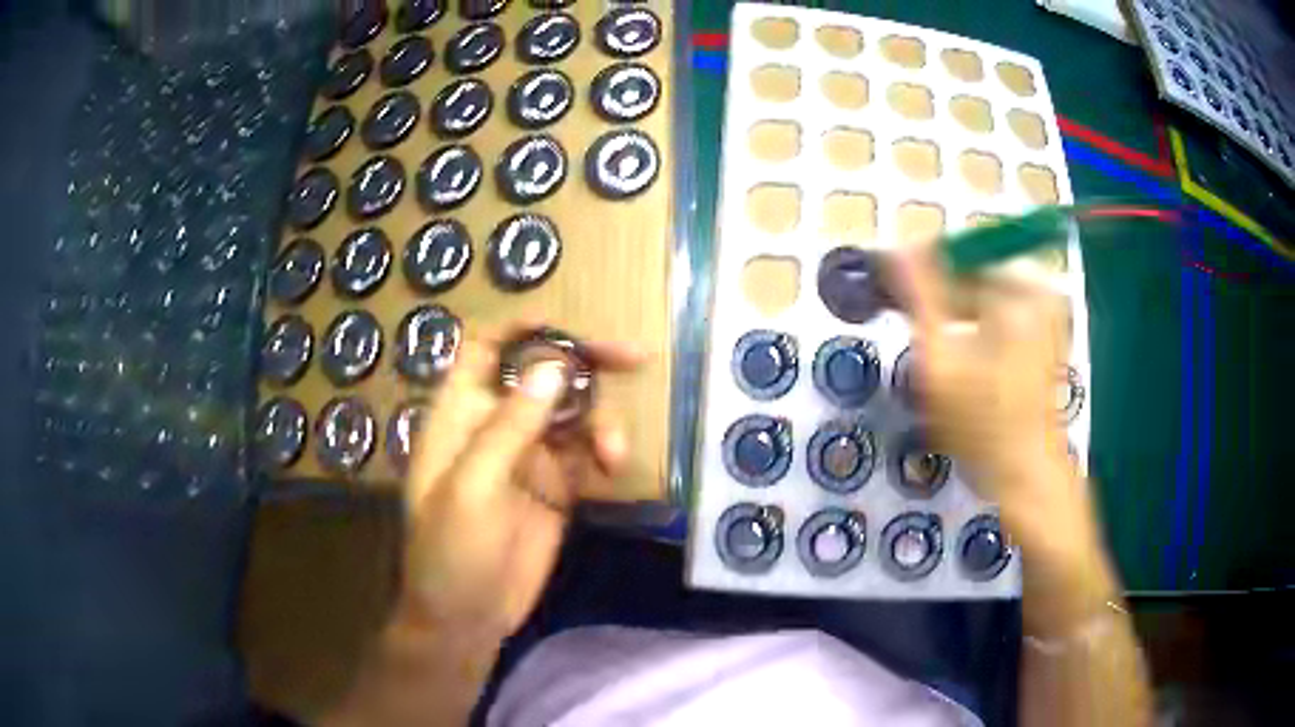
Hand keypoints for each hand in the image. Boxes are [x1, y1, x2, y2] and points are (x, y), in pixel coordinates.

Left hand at [399, 325, 644, 637]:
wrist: (467, 617)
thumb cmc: (450, 551)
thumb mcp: (472, 487)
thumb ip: (511, 426)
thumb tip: (556, 365)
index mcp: (461, 414)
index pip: (485, 348)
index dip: (521, 327)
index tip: (568, 326)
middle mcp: (496, 425)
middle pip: (542, 373)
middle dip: (584, 362)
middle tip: (632, 357)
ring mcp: (529, 456)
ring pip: (573, 413)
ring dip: (600, 421)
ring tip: (612, 455)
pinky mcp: (556, 487)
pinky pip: (586, 453)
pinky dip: (605, 452)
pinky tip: (614, 470)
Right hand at [893, 246, 1082, 532]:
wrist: (1028, 476)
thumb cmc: (982, 427)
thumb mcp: (939, 362)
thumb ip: (918, 299)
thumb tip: (895, 249)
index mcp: (1019, 289)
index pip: (959, 252)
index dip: (921, 268)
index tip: (890, 289)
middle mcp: (1039, 288)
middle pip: (974, 270)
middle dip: (939, 293)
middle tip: (909, 321)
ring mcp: (1048, 310)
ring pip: (986, 291)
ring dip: (956, 310)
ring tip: (934, 344)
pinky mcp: (1049, 330)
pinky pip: (1003, 308)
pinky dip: (978, 322)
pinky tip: (962, 354)